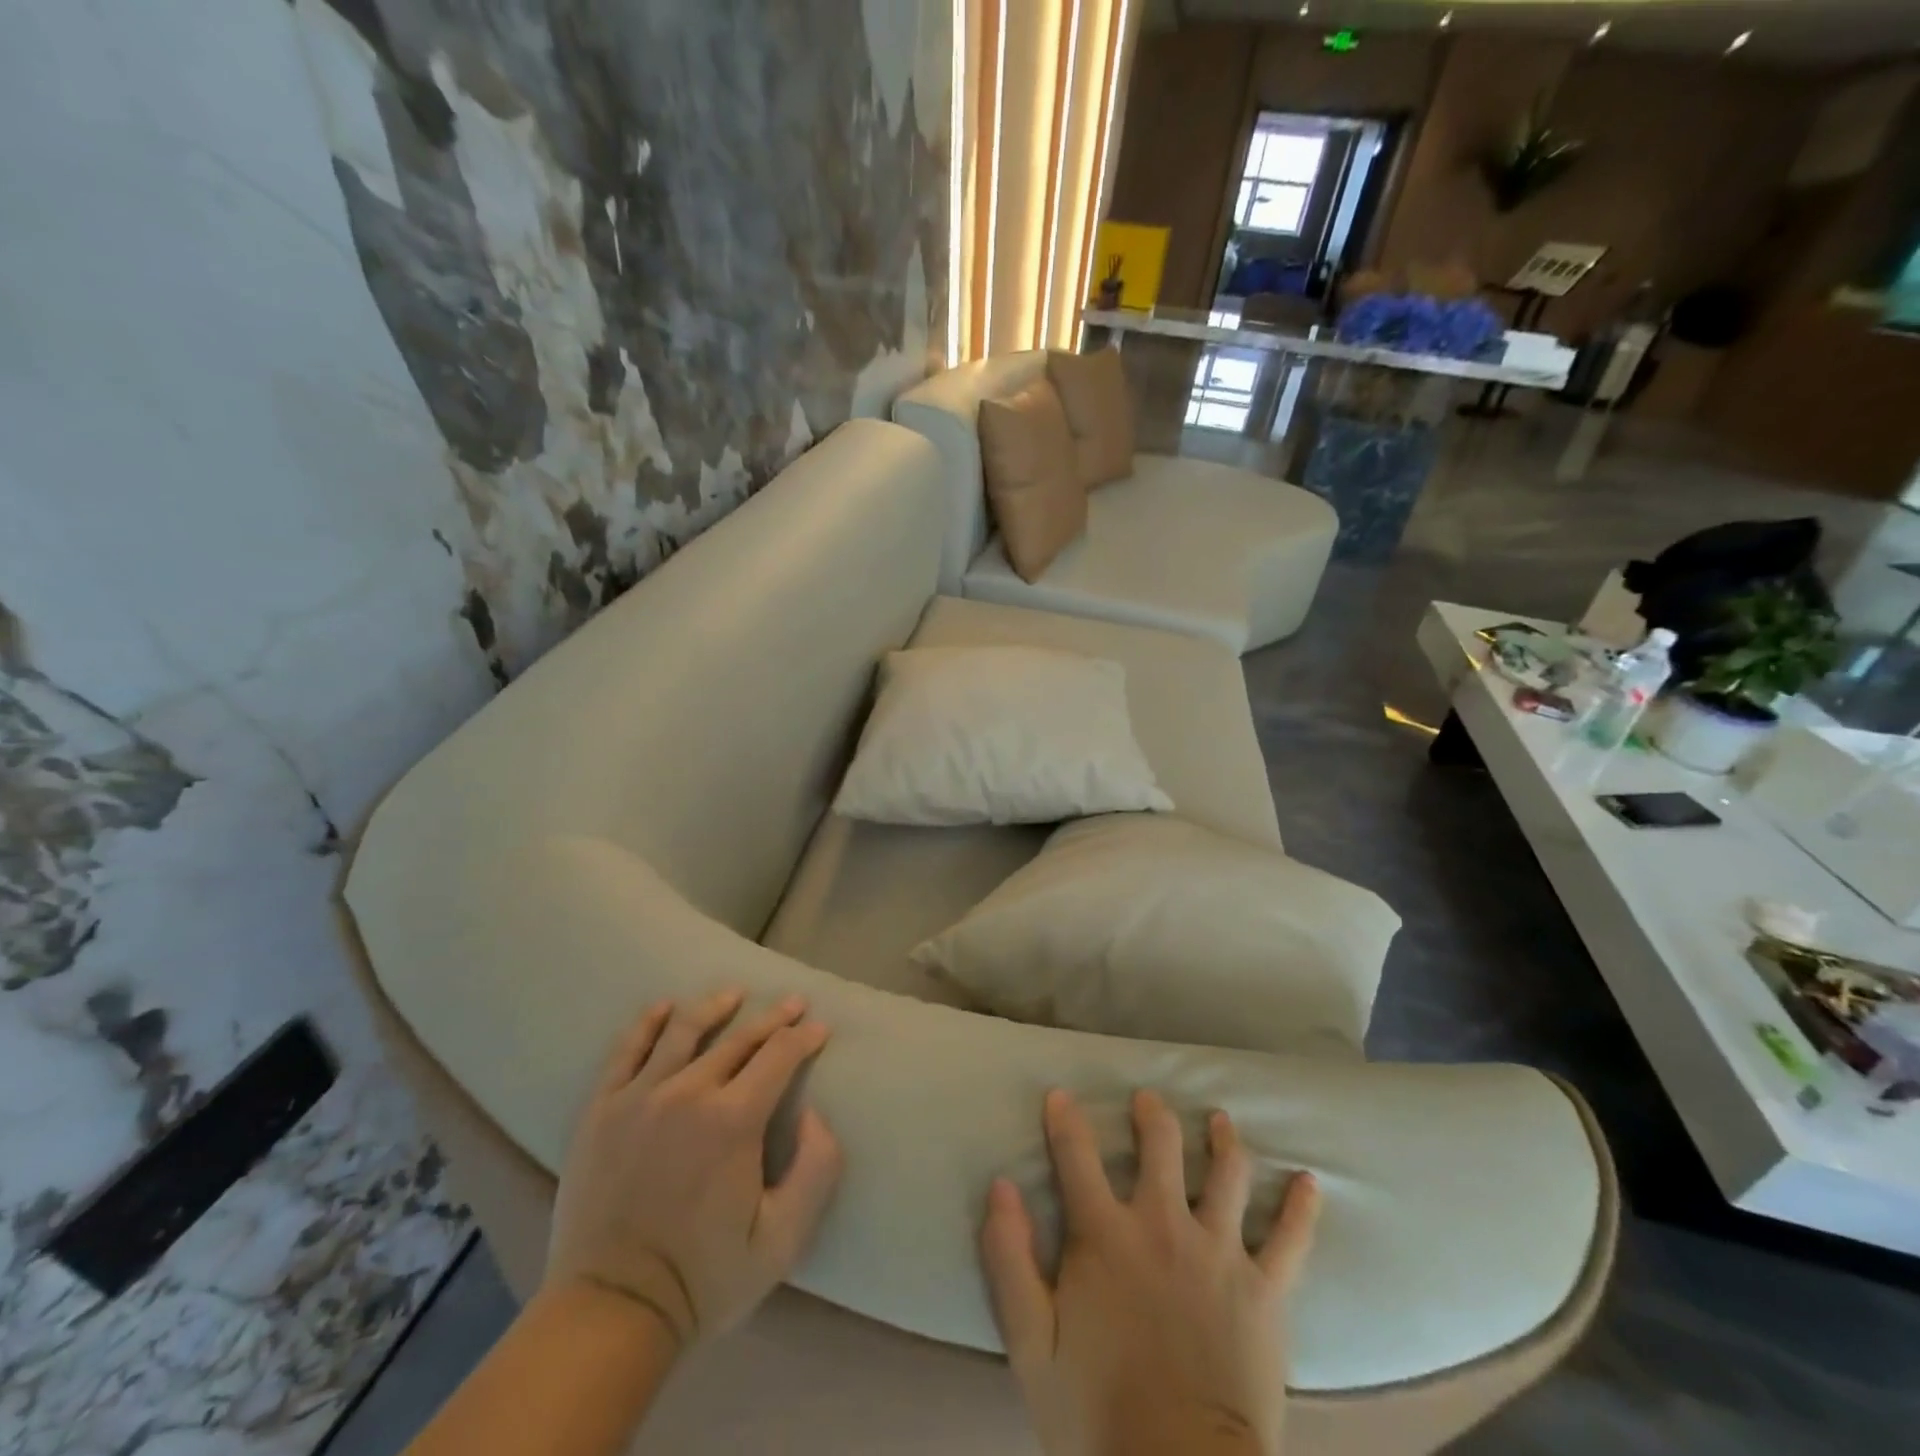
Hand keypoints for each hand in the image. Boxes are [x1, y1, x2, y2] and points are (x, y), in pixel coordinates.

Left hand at [545, 989, 842, 1352]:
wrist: (609, 1313)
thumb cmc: (703, 1278)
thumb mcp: (783, 1240)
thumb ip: (816, 1169)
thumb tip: (814, 1113)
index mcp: (734, 1120)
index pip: (779, 1056)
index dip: (804, 1038)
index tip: (819, 1028)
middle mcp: (688, 1093)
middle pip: (739, 1038)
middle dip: (773, 1018)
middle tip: (793, 1003)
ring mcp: (639, 1097)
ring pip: (684, 1031)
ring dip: (715, 1007)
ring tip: (734, 994)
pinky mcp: (601, 1110)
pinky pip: (627, 1051)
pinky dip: (648, 1023)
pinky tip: (664, 1007)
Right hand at [981, 1089, 1320, 1455]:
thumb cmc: (1096, 1414)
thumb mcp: (1030, 1344)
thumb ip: (1009, 1258)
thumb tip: (1000, 1186)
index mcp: (1106, 1234)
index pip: (1077, 1156)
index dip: (1065, 1120)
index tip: (1060, 1096)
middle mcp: (1164, 1225)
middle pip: (1161, 1146)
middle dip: (1151, 1114)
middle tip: (1147, 1100)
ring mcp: (1221, 1254)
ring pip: (1227, 1173)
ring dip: (1222, 1140)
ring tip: (1219, 1121)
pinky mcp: (1265, 1291)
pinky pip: (1291, 1240)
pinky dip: (1302, 1208)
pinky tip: (1310, 1183)